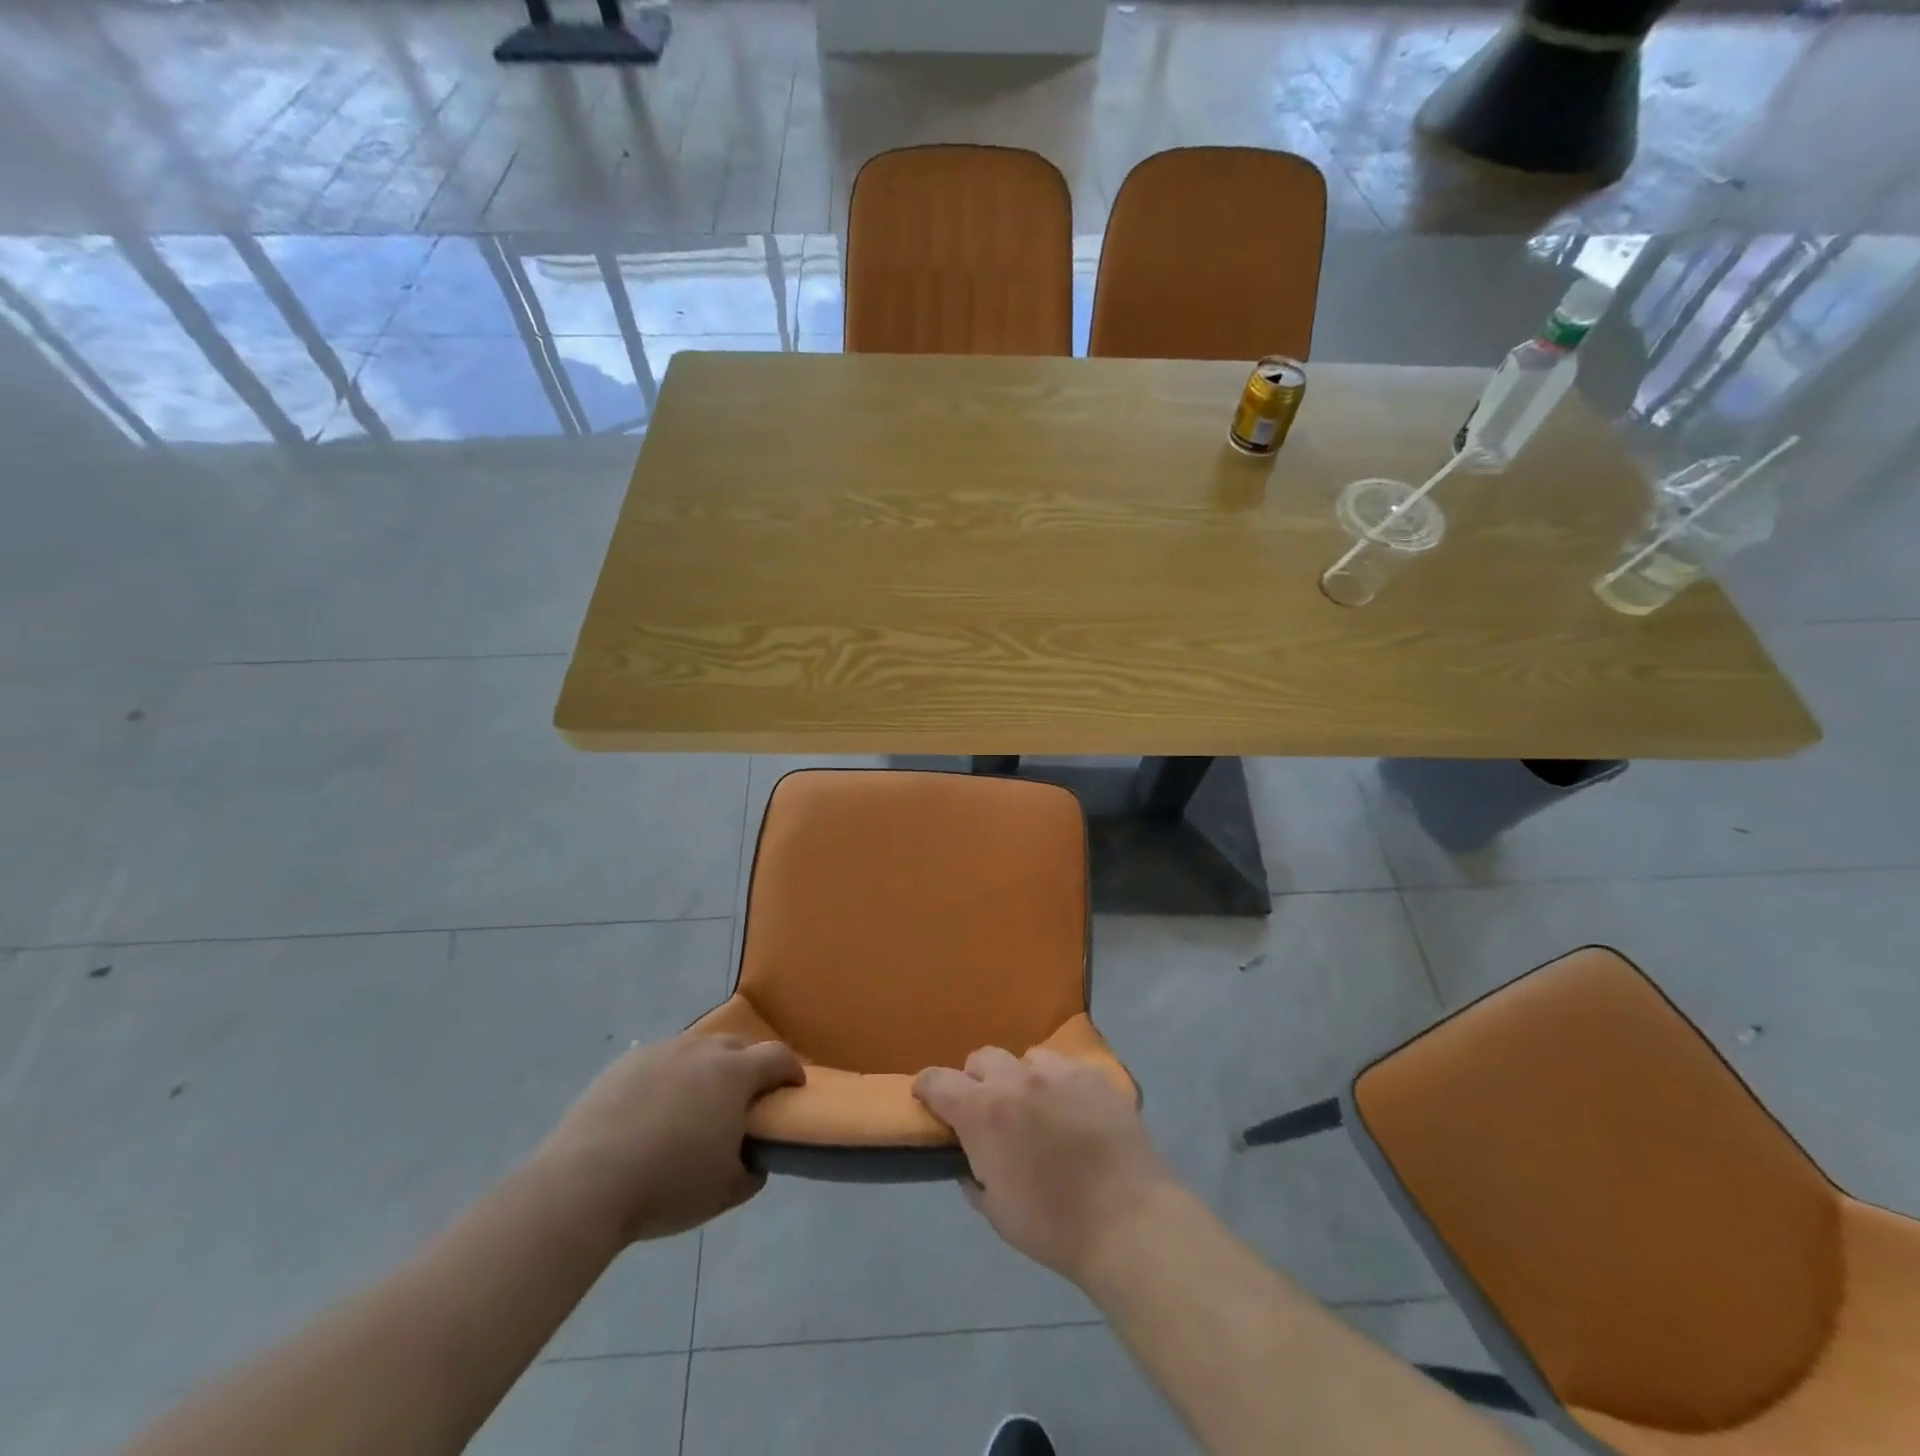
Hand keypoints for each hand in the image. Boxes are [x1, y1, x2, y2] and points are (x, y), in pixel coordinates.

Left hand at [537, 1032, 804, 1243]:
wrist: (584, 1184)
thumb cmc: (667, 1185)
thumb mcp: (724, 1191)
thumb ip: (751, 1171)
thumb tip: (754, 1159)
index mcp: (734, 1073)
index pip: (777, 1056)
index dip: (791, 1070)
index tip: (793, 1087)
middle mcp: (701, 1050)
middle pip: (738, 1045)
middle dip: (749, 1065)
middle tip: (744, 1098)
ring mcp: (661, 1051)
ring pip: (697, 1049)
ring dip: (706, 1069)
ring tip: (696, 1103)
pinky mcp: (625, 1063)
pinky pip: (660, 1062)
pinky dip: (669, 1078)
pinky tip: (654, 1110)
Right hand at [914, 1048, 1172, 1286]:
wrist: (1127, 1219)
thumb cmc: (1054, 1225)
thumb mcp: (997, 1212)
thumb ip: (973, 1176)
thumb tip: (967, 1159)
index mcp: (984, 1111)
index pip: (938, 1080)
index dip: (927, 1087)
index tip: (927, 1098)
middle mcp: (1016, 1079)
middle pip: (981, 1058)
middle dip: (977, 1080)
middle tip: (990, 1111)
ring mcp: (1058, 1071)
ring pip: (1026, 1059)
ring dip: (1021, 1079)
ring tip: (1038, 1109)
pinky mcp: (1092, 1074)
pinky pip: (1064, 1068)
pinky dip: (1059, 1084)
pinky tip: (1074, 1112)